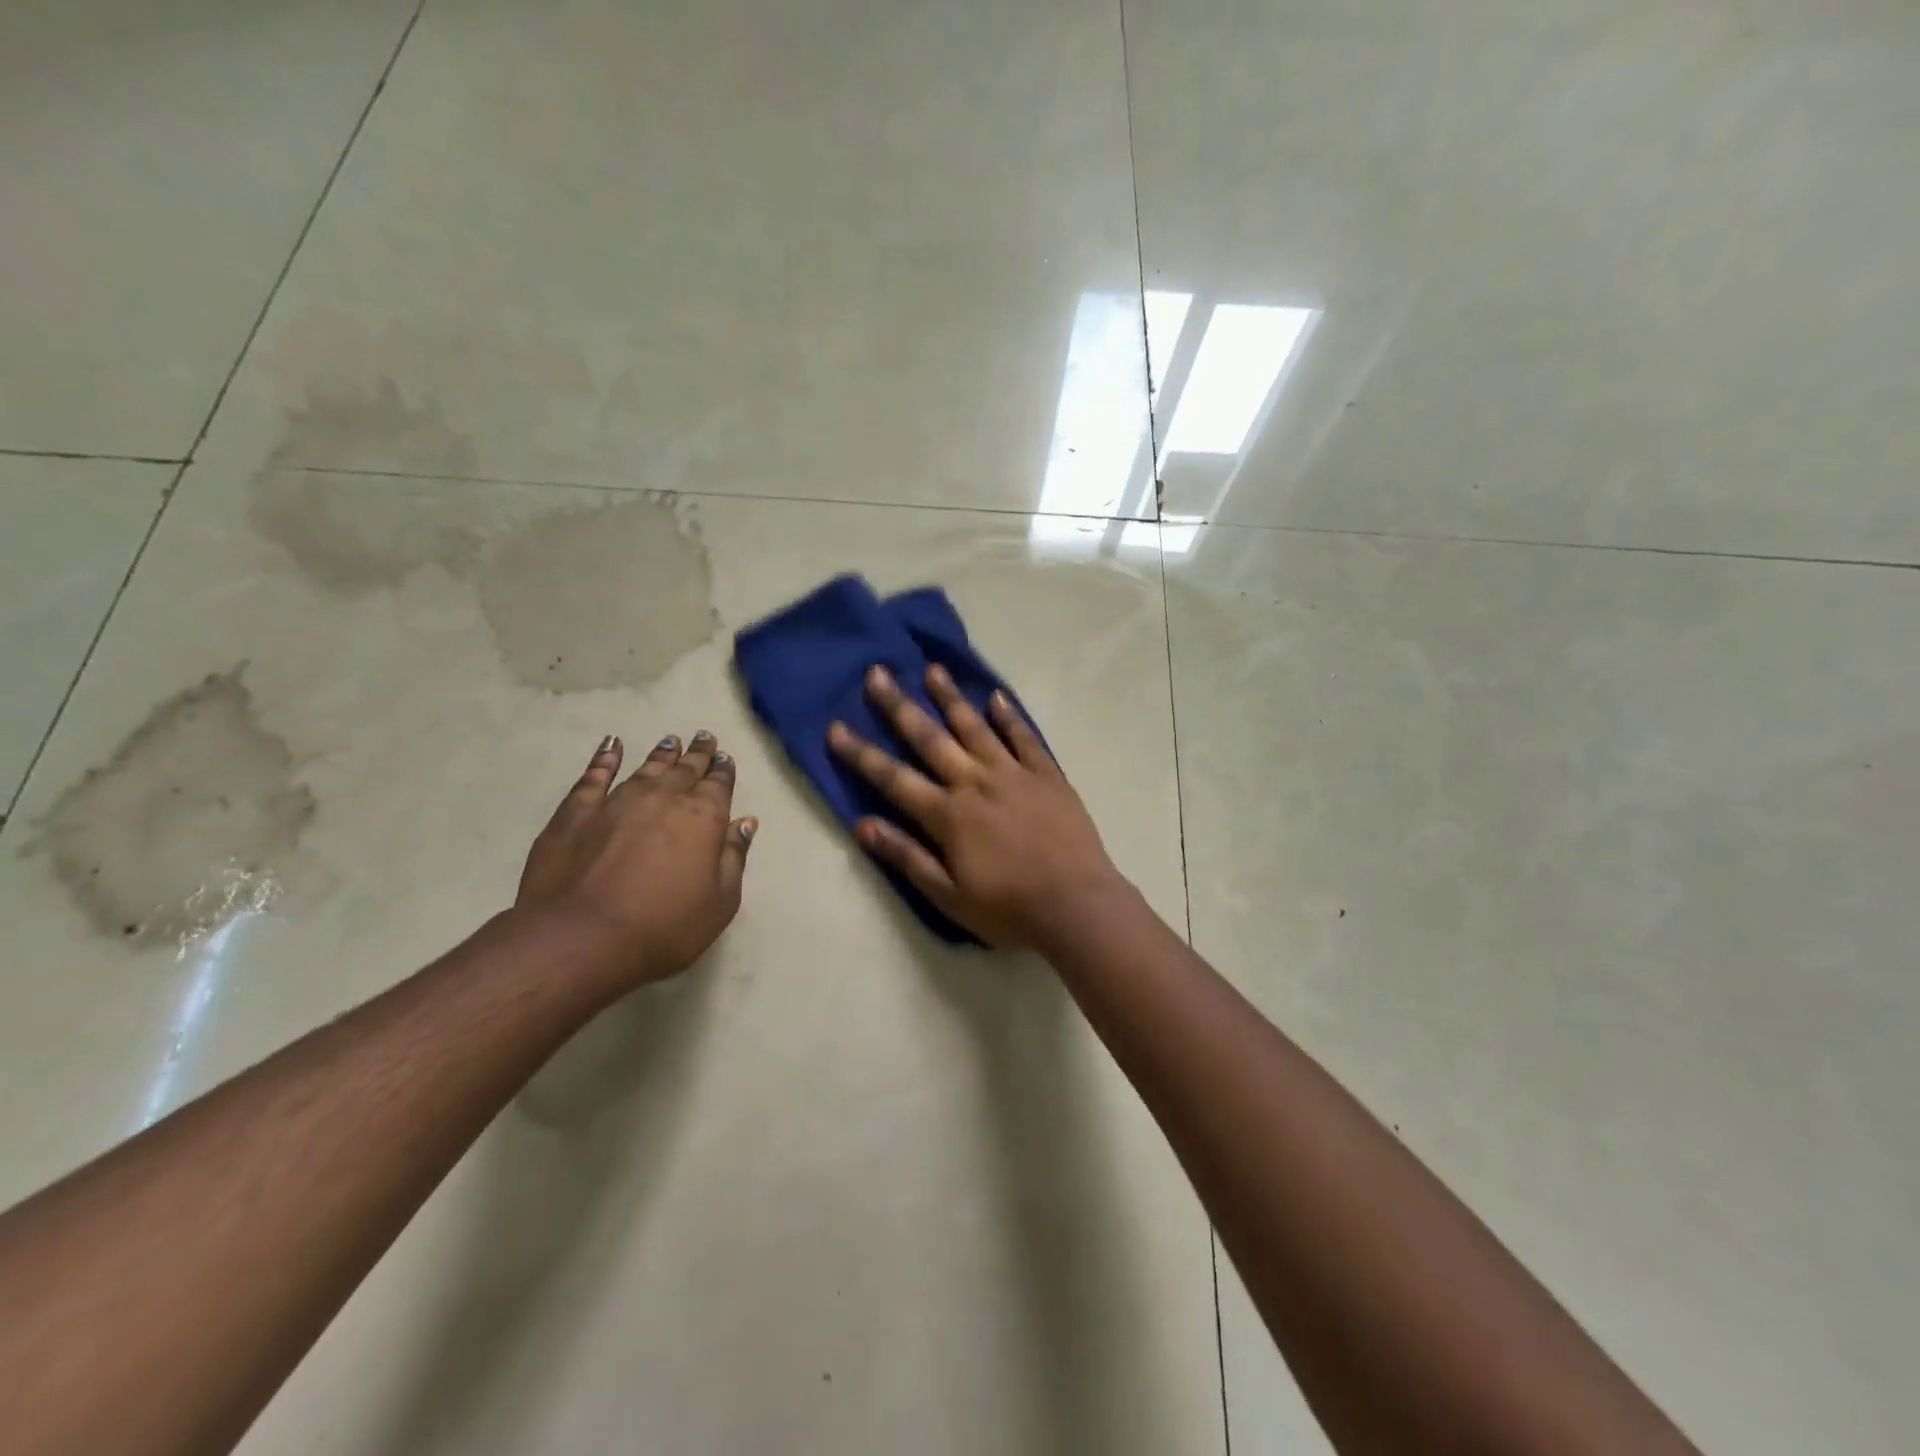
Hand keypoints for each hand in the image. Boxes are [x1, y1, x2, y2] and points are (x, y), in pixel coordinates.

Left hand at [516, 731, 755, 986]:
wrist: (580, 938)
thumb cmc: (663, 928)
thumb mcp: (719, 903)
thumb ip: (733, 858)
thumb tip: (745, 823)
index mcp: (703, 818)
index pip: (719, 785)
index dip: (723, 771)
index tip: (725, 758)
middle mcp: (663, 798)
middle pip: (685, 769)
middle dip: (698, 754)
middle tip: (704, 738)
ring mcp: (617, 801)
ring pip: (646, 768)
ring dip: (662, 754)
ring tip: (670, 742)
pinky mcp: (576, 812)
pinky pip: (594, 776)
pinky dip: (604, 758)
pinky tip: (611, 745)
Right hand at [828, 665, 1127, 949]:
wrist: (1076, 905)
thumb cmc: (1008, 909)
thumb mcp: (948, 896)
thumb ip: (907, 857)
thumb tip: (862, 825)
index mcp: (948, 814)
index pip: (893, 778)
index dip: (861, 754)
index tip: (835, 727)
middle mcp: (975, 782)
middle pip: (930, 738)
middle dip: (900, 706)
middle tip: (878, 673)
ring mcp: (1014, 774)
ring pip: (976, 727)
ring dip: (951, 697)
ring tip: (933, 669)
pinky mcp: (1047, 775)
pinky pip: (1024, 737)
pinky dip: (1009, 717)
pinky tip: (997, 697)